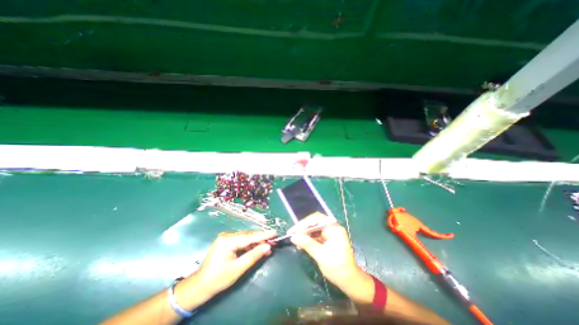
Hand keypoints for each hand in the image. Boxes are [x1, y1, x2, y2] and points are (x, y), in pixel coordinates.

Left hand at [184, 229, 276, 298]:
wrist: (200, 286)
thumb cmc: (218, 279)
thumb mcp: (238, 269)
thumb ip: (253, 256)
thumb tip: (267, 247)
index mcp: (228, 241)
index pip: (249, 236)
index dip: (263, 234)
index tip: (274, 232)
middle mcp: (227, 235)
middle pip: (248, 235)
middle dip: (261, 238)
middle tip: (274, 240)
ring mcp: (226, 238)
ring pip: (246, 238)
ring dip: (256, 241)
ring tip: (268, 245)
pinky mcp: (226, 241)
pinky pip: (241, 241)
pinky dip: (250, 244)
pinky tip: (257, 247)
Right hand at [289, 213, 362, 289]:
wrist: (350, 281)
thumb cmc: (338, 268)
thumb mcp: (321, 256)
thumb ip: (307, 244)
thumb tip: (293, 236)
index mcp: (334, 228)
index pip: (317, 219)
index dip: (303, 223)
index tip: (293, 231)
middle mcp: (332, 227)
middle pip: (314, 222)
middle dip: (303, 228)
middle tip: (292, 234)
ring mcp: (330, 233)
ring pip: (314, 228)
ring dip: (304, 234)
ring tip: (295, 241)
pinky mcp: (328, 238)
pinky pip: (316, 235)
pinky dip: (308, 239)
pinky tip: (301, 244)